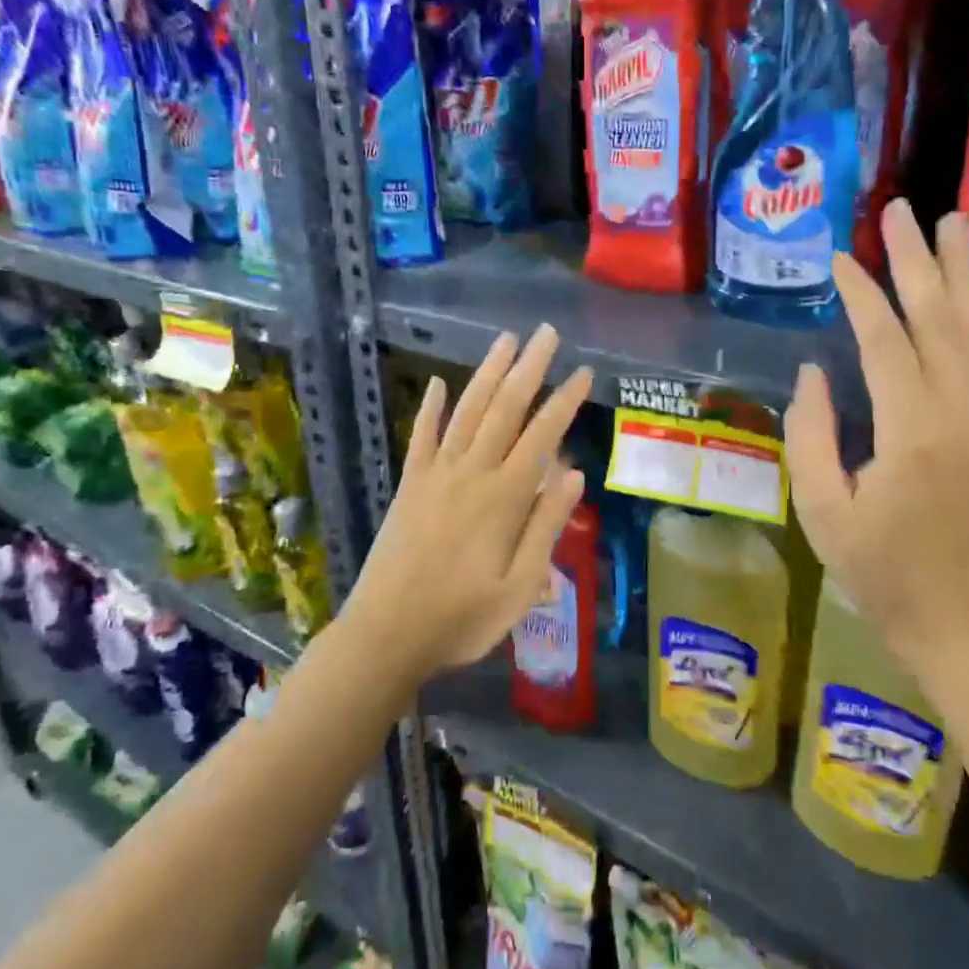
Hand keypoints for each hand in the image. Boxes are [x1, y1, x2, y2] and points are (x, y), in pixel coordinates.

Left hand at [347, 325, 592, 681]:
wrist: (386, 635)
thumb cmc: (462, 618)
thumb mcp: (520, 587)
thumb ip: (546, 527)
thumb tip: (575, 475)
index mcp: (503, 498)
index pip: (542, 437)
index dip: (564, 401)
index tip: (583, 372)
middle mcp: (471, 474)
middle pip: (505, 409)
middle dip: (529, 368)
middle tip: (547, 333)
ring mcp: (435, 475)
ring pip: (467, 412)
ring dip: (487, 373)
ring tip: (506, 340)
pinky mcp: (409, 485)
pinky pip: (421, 437)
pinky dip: (431, 408)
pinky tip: (440, 383)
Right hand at [785, 203, 968, 674]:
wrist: (961, 620)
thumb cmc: (879, 570)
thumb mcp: (820, 510)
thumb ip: (809, 435)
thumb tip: (812, 372)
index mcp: (910, 432)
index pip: (885, 341)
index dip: (862, 294)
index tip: (840, 258)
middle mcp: (961, 413)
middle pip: (938, 318)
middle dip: (916, 259)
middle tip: (900, 210)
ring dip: (961, 272)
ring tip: (952, 222)